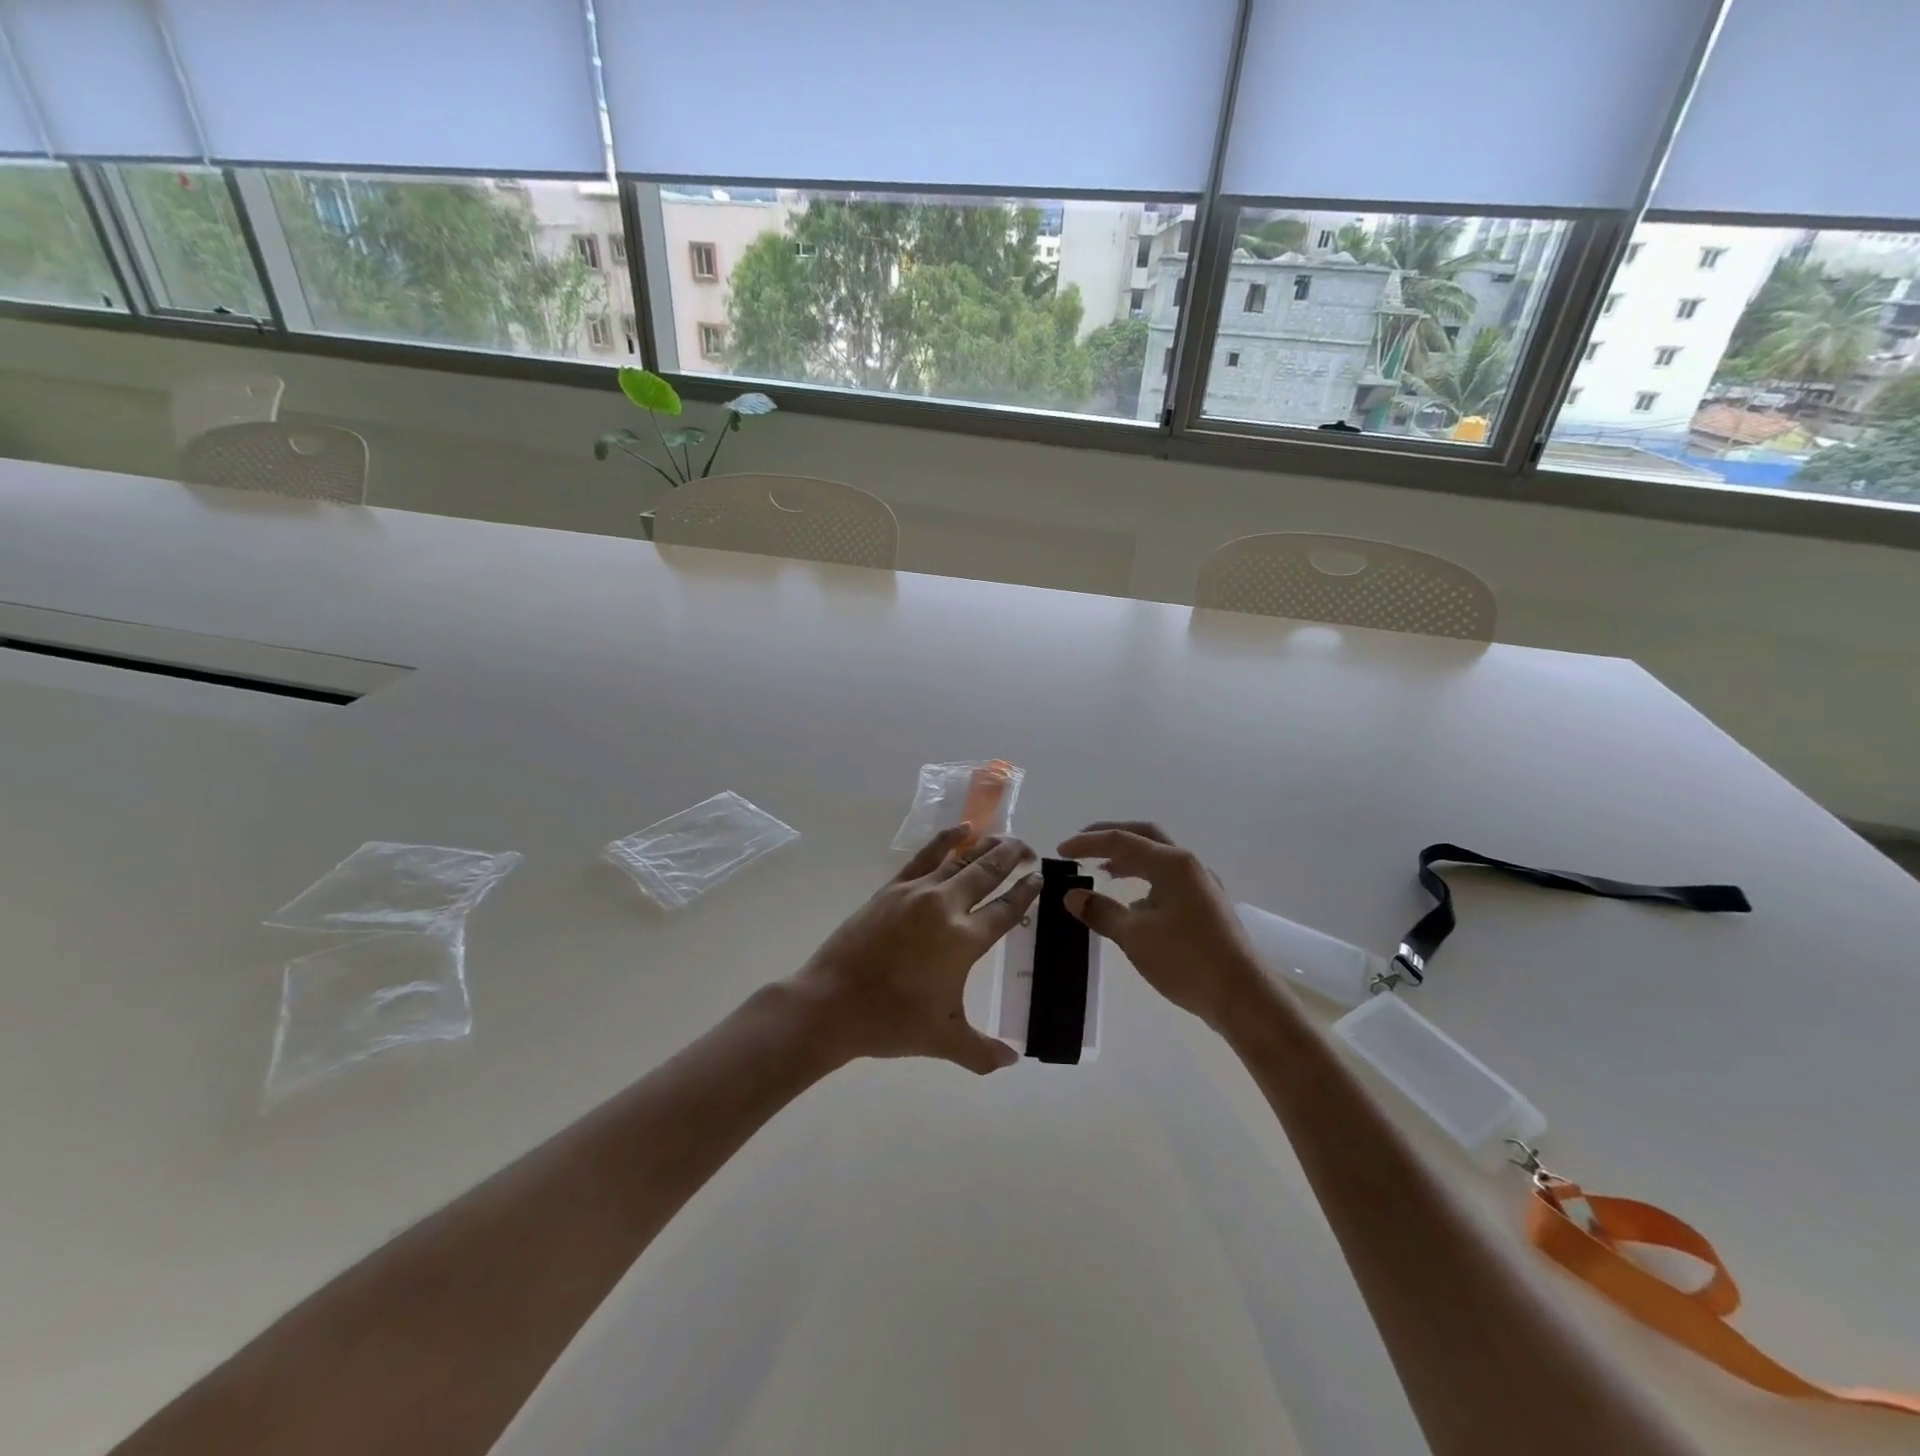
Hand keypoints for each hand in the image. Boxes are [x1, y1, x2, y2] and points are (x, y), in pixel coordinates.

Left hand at [791, 826, 1039, 1073]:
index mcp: (965, 940)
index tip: (1040, 877)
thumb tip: (1012, 1060)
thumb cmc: (892, 1022)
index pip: (1006, 910)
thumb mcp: (944, 1041)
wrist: (832, 1003)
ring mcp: (917, 892)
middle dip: (1012, 857)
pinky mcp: (892, 888)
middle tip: (1029, 849)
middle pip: (988, 873)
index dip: (1026, 892)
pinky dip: (946, 839)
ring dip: (985, 846)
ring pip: (960, 859)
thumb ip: (983, 1052)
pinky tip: (961, 830)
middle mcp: (946, 907)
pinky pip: (926, 855)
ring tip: (1003, 837)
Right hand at [1057, 822, 1265, 1030]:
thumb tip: (1072, 895)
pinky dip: (1145, 880)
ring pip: (1158, 859)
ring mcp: (1202, 885)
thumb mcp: (1135, 936)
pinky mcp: (1207, 906)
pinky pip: (1169, 879)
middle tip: (1082, 847)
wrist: (1242, 997)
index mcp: (1172, 864)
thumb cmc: (1186, 960)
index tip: (1060, 851)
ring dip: (1129, 860)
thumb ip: (1101, 911)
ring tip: (1102, 872)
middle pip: (1144, 836)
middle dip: (1111, 837)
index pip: (1121, 840)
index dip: (1087, 843)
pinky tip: (1132, 904)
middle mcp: (1189, 865)